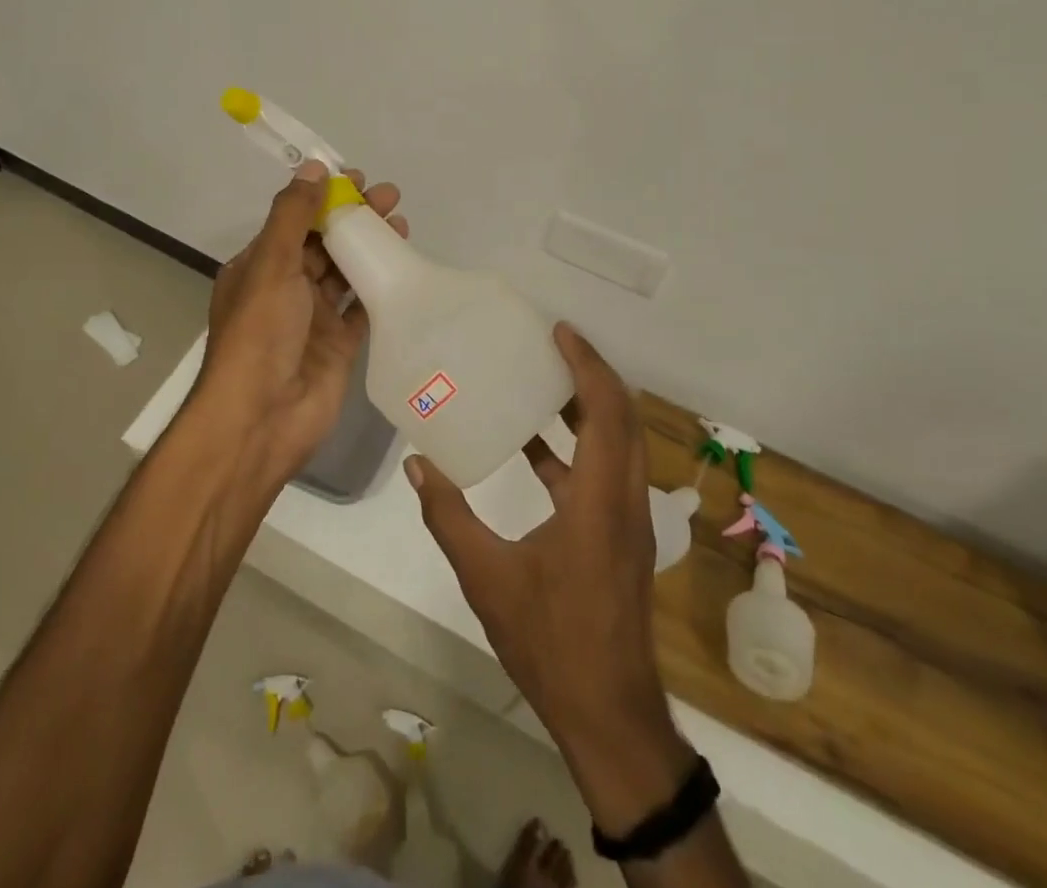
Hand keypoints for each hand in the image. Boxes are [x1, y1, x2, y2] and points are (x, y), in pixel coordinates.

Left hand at [195, 160, 407, 480]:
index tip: (357, 179)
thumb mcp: (271, 265)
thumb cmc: (260, 334)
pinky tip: (403, 267)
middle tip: (391, 198)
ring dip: (370, 248)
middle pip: (325, 243)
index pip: (296, 221)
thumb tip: (313, 168)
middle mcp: (285, 288)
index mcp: (260, 267)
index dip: (325, 197)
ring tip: (402, 225)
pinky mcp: (338, 345)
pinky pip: (361, 308)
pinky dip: (379, 287)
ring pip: (346, 273)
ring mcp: (313, 319)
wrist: (263, 418)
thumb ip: (293, 215)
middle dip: (355, 219)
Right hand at [406, 324, 692, 832]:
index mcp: (601, 500)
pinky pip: (606, 471)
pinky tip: (534, 447)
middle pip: (622, 417)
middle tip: (551, 344)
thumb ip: (449, 517)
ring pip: (619, 443)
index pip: (607, 411)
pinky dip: (578, 447)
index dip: (587, 365)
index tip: (560, 331)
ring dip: (589, 407)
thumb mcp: (488, 577)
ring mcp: (628, 520)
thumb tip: (418, 465)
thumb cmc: (551, 641)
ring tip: (543, 381)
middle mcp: (625, 500)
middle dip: (592, 374)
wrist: (609, 714)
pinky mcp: (621, 537)